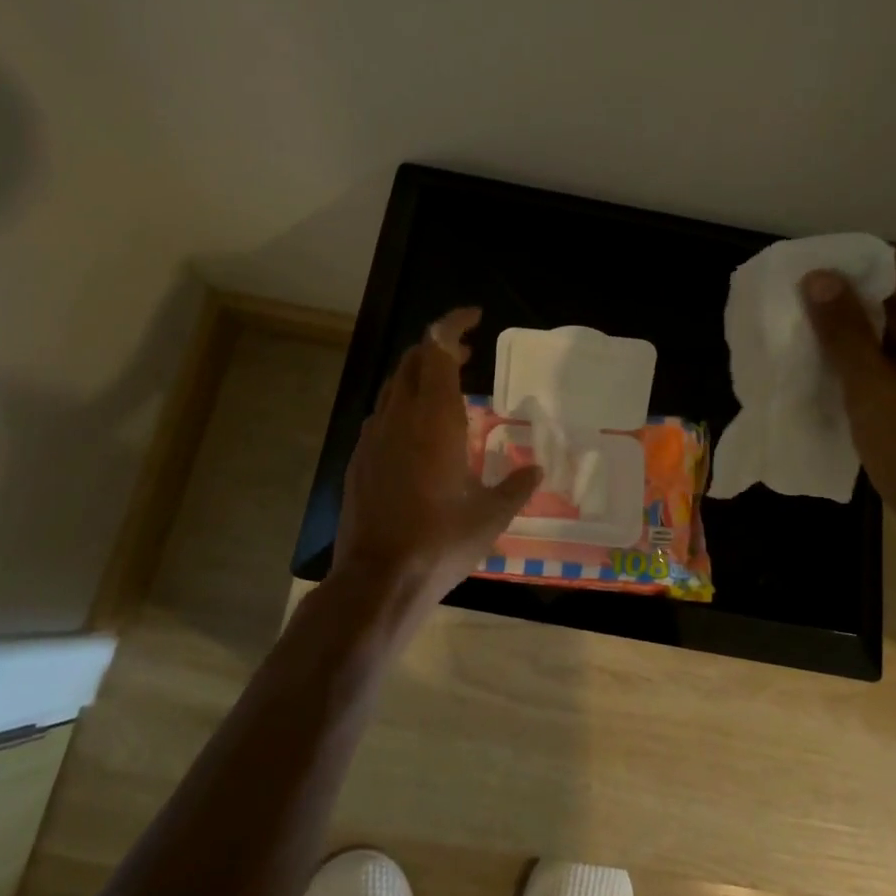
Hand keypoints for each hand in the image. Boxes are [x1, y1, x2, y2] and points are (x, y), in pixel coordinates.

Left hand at [334, 307, 542, 608]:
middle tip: (468, 355)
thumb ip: (517, 487)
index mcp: (435, 417)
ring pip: (395, 385)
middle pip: (414, 359)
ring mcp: (374, 436)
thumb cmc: (441, 541)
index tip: (475, 318)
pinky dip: (404, 405)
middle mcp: (400, 416)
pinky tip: (420, 432)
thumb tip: (536, 470)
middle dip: (440, 347)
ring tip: (448, 389)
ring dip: (421, 375)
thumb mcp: (491, 515)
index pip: (437, 348)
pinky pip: (383, 414)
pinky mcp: (359, 458)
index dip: (453, 323)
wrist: (379, 578)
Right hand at [802, 248, 895, 617]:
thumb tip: (817, 277)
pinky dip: (865, 370)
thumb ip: (846, 334)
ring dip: (849, 339)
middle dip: (843, 303)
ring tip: (793, 341)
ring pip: (895, 338)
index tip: (794, 276)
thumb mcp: (880, 398)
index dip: (845, 266)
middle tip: (785, 310)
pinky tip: (823, 378)